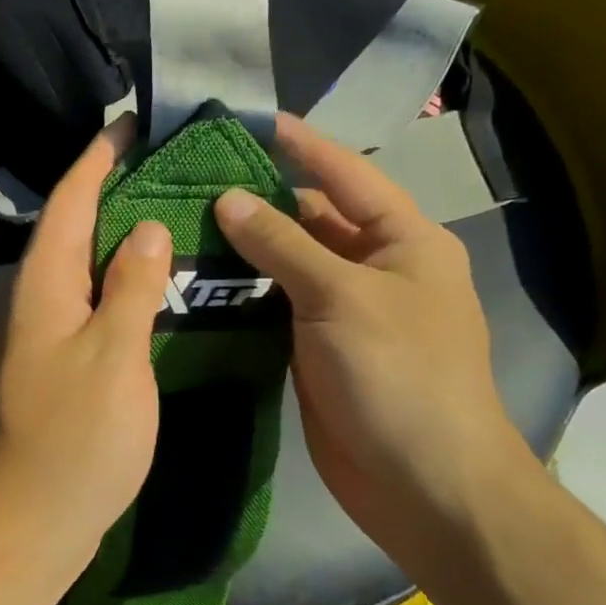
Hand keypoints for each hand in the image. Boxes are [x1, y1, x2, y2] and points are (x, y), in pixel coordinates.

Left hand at [0, 121, 172, 570]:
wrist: (29, 521)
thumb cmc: (75, 435)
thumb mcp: (115, 355)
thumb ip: (132, 287)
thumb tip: (144, 227)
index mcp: (44, 284)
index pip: (68, 200)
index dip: (97, 159)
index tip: (129, 124)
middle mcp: (36, 299)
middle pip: (72, 227)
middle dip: (111, 189)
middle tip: (165, 165)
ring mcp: (45, 334)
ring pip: (83, 266)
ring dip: (118, 236)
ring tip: (169, 212)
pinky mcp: (59, 365)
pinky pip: (92, 303)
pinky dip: (120, 283)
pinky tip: (155, 285)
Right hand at [213, 114, 537, 560]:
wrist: (425, 485)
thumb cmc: (399, 376)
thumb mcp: (341, 297)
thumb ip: (282, 244)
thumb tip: (228, 198)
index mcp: (403, 242)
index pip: (345, 175)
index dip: (300, 144)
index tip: (249, 120)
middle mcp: (375, 269)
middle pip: (310, 219)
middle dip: (258, 199)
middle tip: (191, 181)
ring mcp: (344, 313)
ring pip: (287, 265)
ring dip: (243, 248)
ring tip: (181, 224)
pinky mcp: (316, 350)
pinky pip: (276, 308)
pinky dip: (242, 294)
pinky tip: (197, 281)